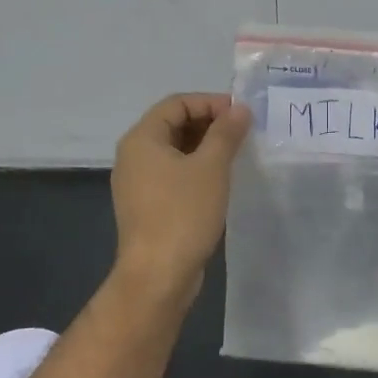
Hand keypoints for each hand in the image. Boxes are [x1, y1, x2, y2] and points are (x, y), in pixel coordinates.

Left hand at [111, 93, 252, 304]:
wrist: (158, 275)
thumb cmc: (183, 213)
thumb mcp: (211, 167)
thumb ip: (226, 132)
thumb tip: (240, 109)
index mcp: (142, 139)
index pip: (177, 103)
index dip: (210, 102)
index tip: (242, 115)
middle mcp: (133, 156)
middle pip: (173, 124)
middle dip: (209, 123)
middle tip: (243, 134)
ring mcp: (138, 183)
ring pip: (174, 150)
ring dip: (205, 147)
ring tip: (237, 155)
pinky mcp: (147, 205)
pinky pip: (173, 174)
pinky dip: (196, 169)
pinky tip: (220, 181)